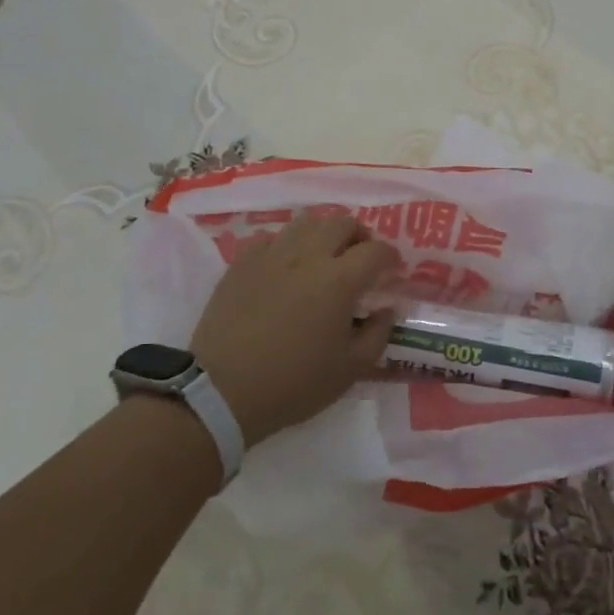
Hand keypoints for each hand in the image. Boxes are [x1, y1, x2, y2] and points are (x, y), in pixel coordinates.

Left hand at [189, 213, 400, 447]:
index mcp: (339, 280)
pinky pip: (272, 238)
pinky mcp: (242, 262)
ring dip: (324, 234)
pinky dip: (288, 246)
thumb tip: (386, 310)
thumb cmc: (292, 384)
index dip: (390, 257)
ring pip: (306, 222)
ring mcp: (272, 255)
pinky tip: (286, 268)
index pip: (376, 251)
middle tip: (360, 258)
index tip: (392, 270)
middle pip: (342, 223)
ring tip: (324, 257)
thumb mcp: (349, 370)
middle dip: (359, 236)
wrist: (221, 392)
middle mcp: (308, 256)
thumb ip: (378, 335)